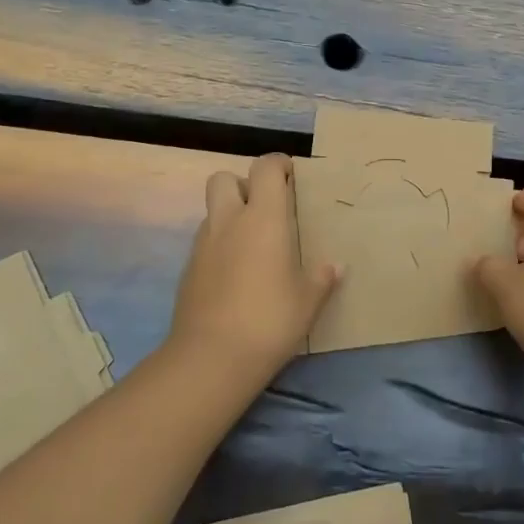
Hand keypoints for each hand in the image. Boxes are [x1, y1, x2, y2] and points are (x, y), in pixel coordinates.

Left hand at [167, 154, 340, 382]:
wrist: (211, 358)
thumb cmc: (270, 320)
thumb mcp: (308, 301)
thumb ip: (322, 278)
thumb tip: (335, 266)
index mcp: (263, 218)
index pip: (264, 168)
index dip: (277, 165)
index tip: (291, 177)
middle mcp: (229, 222)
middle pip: (223, 178)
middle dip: (243, 184)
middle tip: (265, 208)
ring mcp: (203, 245)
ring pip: (212, 211)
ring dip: (230, 216)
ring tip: (253, 245)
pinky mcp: (188, 270)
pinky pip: (205, 243)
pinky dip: (219, 246)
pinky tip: (235, 275)